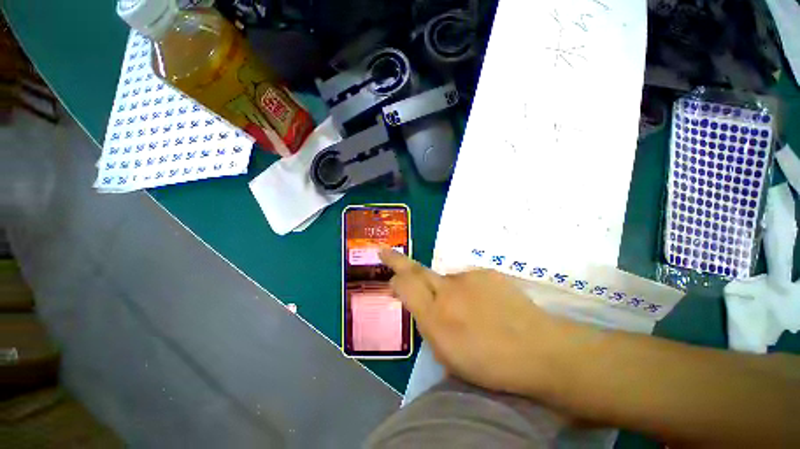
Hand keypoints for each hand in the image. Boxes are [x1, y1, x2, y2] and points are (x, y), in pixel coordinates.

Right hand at [379, 248, 566, 396]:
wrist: (539, 349)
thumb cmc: (490, 363)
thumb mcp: (448, 355)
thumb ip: (427, 324)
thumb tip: (418, 303)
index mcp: (436, 316)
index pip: (406, 286)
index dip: (394, 276)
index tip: (388, 271)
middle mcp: (448, 291)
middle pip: (417, 271)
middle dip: (399, 261)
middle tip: (386, 253)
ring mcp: (468, 278)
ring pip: (446, 279)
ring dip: (447, 290)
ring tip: (467, 310)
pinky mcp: (485, 273)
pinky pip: (468, 279)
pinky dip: (468, 290)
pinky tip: (485, 305)